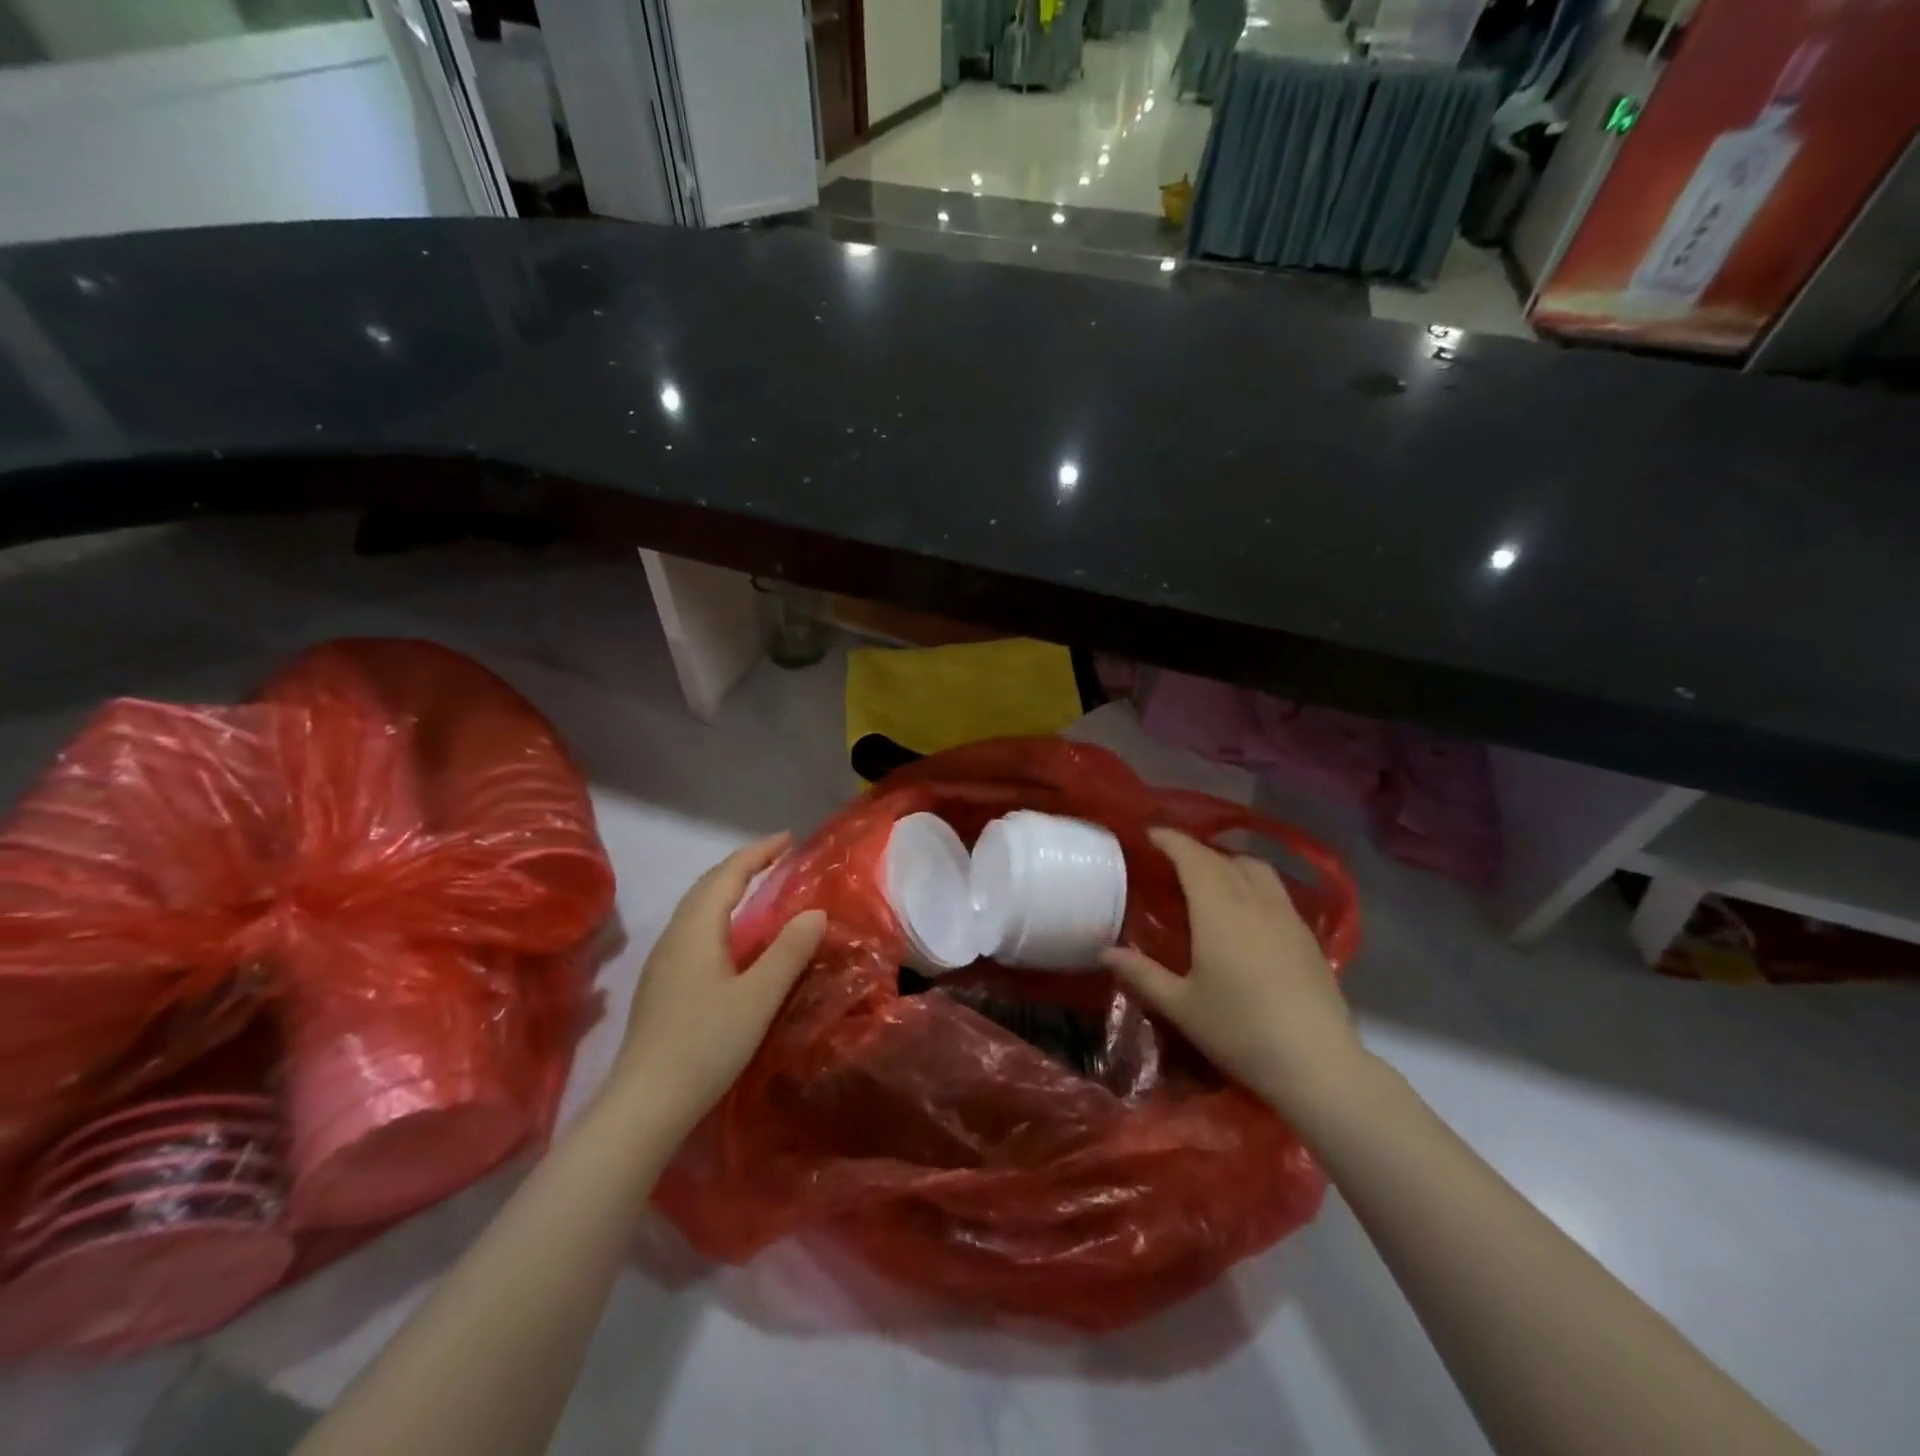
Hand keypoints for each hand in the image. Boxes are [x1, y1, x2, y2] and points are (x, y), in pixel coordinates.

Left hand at [608, 834, 825, 1134]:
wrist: (644, 1105)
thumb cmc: (705, 1045)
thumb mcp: (758, 997)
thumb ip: (789, 951)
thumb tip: (815, 912)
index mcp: (696, 930)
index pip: (728, 874)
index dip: (759, 853)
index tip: (789, 838)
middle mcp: (675, 936)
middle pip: (708, 886)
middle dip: (742, 866)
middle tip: (777, 858)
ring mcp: (663, 961)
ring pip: (697, 909)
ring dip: (728, 890)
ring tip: (759, 888)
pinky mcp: (662, 985)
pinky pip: (694, 930)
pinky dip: (719, 915)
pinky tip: (734, 938)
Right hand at [1100, 828, 1365, 1117]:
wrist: (1317, 1064)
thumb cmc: (1240, 1031)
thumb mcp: (1180, 1005)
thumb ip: (1141, 974)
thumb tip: (1105, 952)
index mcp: (1218, 910)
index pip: (1193, 857)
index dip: (1171, 840)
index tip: (1150, 834)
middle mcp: (1254, 901)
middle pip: (1223, 859)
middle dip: (1195, 851)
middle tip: (1171, 859)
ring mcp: (1286, 916)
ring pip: (1256, 869)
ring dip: (1228, 862)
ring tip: (1210, 877)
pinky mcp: (1307, 935)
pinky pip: (1275, 891)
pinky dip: (1253, 883)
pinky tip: (1246, 910)